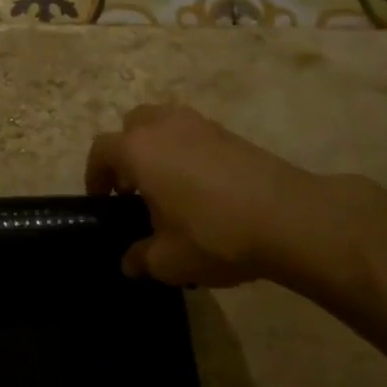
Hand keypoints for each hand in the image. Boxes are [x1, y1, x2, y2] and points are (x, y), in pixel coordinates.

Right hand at [85, 104, 376, 291]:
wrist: (291, 219)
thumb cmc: (216, 235)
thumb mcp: (170, 260)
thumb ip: (142, 258)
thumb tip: (130, 262)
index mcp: (138, 150)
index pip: (101, 150)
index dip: (95, 175)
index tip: (103, 201)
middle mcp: (164, 126)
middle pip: (132, 125)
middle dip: (127, 152)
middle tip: (134, 187)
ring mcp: (200, 125)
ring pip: (165, 124)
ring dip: (158, 147)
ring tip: (169, 185)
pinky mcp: (231, 133)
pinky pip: (194, 134)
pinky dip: (188, 151)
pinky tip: (203, 188)